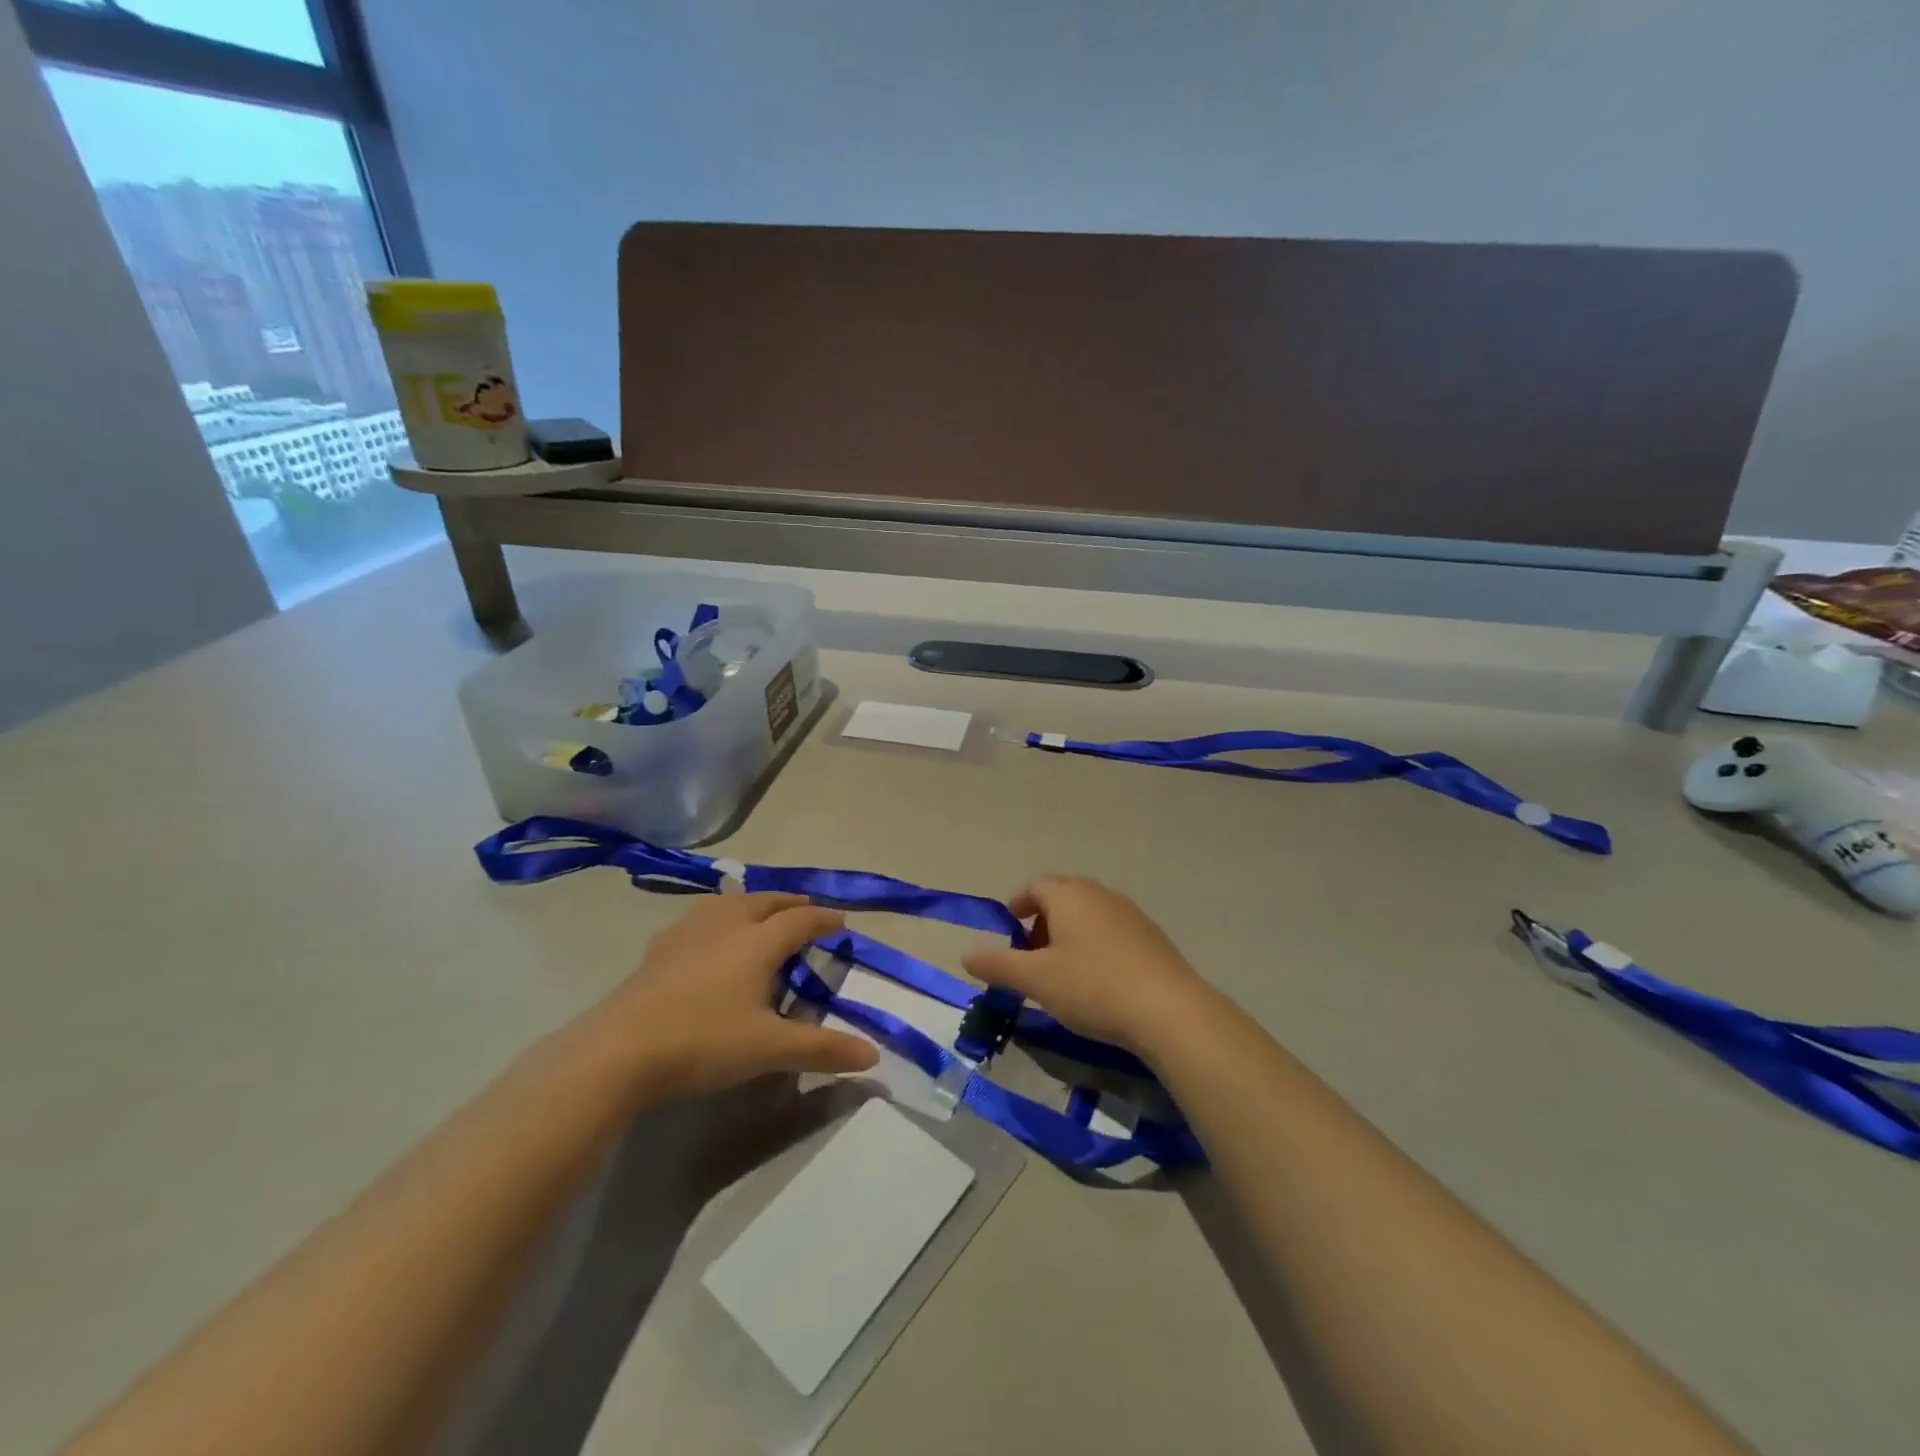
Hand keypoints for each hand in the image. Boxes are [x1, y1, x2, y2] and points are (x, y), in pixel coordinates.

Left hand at [592, 893, 878, 1101]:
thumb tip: (873, 1056)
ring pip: (728, 903)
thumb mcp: (769, 1050)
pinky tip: (707, 937)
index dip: (824, 919)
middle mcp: (726, 925)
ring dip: (753, 903)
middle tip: (806, 911)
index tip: (841, 923)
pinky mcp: (659, 949)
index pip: (800, 920)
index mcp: (757, 942)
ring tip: (760, 912)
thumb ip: (822, 1049)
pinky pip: (698, 919)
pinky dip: (718, 918)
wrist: (619, 1051)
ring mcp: (687, 933)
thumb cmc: (703, 1042)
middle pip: (765, 901)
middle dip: (790, 903)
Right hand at [962, 875, 1209, 1053]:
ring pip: (1089, 912)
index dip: (1018, 903)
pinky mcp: (1151, 935)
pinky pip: (1112, 928)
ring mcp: (1130, 912)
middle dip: (1042, 919)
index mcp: (1069, 895)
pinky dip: (1095, 943)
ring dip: (1069, 932)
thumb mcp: (1037, 980)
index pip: (1035, 885)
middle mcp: (1099, 893)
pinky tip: (1097, 978)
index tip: (1009, 928)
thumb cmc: (1093, 987)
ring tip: (1062, 969)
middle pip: (1063, 895)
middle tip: (1031, 953)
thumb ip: (999, 965)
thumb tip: (966, 954)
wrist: (1169, 1010)